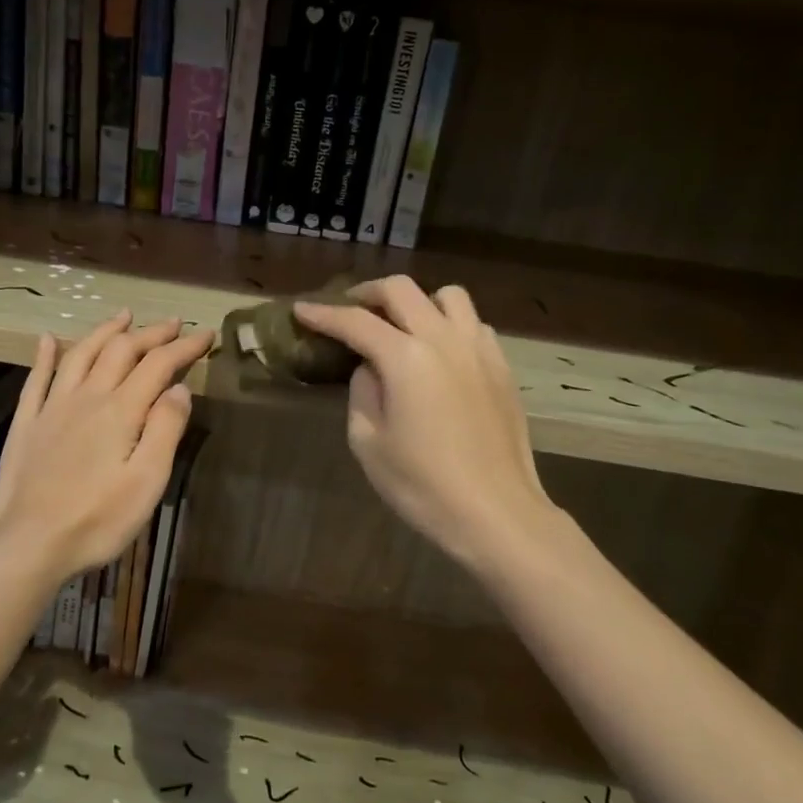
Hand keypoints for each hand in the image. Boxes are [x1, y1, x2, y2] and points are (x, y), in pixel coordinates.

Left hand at [0, 311, 213, 588]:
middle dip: (151, 333)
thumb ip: (165, 429)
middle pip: (121, 350)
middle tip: (173, 324)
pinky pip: (36, 378)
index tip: (206, 333)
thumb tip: (178, 387)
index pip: (158, 365)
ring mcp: (53, 407)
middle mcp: (87, 397)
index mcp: (121, 411)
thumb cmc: (97, 520)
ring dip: (105, 331)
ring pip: (81, 354)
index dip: (184, 346)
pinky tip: (47, 339)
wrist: (30, 544)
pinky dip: (45, 355)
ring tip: (123, 316)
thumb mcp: (147, 481)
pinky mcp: (27, 423)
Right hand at [294, 277, 554, 575]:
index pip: (355, 321)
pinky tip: (440, 352)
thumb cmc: (423, 485)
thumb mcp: (368, 442)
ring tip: (402, 325)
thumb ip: (363, 392)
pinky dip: (450, 324)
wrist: (496, 513)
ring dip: (416, 301)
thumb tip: (371, 368)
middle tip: (350, 310)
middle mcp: (443, 339)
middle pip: (401, 290)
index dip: (323, 314)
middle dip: (367, 293)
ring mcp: (479, 349)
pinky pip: (474, 324)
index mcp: (405, 358)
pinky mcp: (501, 366)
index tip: (301, 310)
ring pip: (447, 295)